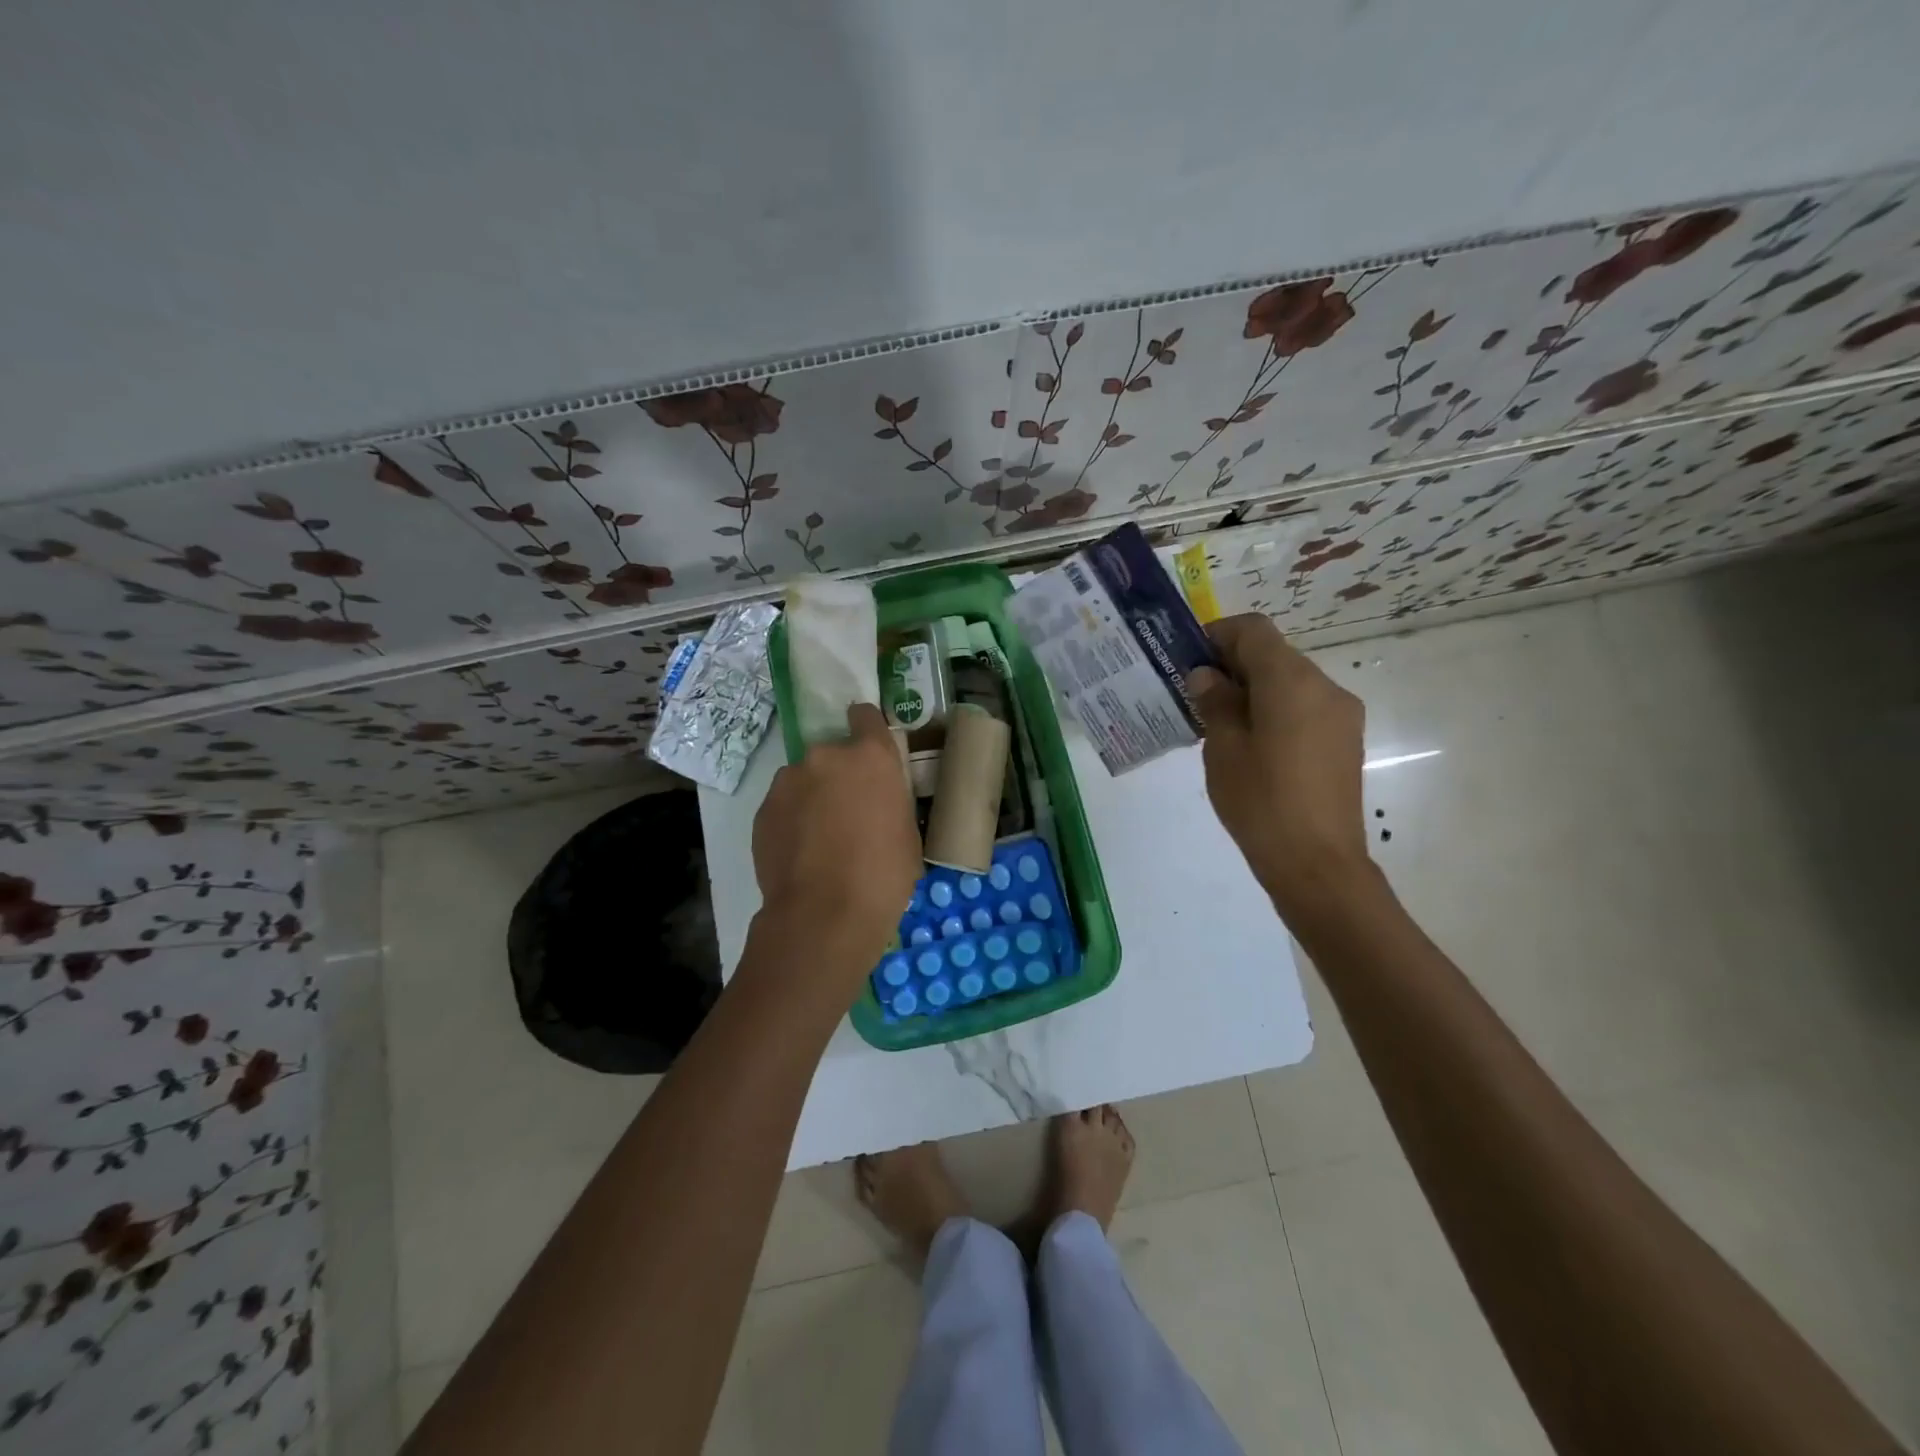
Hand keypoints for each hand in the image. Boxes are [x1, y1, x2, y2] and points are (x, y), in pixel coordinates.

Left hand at [750, 703, 920, 991]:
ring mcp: (788, 782)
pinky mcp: (762, 810)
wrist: (824, 914)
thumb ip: (890, 801)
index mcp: (870, 756)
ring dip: (812, 797)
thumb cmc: (883, 874)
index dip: (867, 728)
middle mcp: (825, 757)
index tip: (869, 749)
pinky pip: (783, 806)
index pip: (865, 716)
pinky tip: (801, 854)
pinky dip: (791, 821)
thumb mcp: (906, 832)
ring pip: (803, 780)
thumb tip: (878, 803)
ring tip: (820, 839)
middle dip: (839, 775)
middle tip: (848, 813)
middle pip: (832, 754)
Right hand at [1186, 615, 1373, 917]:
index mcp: (1291, 681)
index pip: (1253, 630)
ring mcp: (1341, 714)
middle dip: (1233, 665)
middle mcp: (1324, 686)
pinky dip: (1274, 709)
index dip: (1218, 635)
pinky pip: (1304, 707)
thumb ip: (1216, 702)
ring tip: (1219, 724)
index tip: (1189, 659)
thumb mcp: (1224, 749)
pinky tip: (1251, 744)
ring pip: (1289, 682)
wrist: (1317, 863)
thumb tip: (1208, 676)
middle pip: (1274, 654)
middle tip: (1196, 695)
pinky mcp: (1345, 740)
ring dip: (1253, 689)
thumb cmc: (1261, 801)